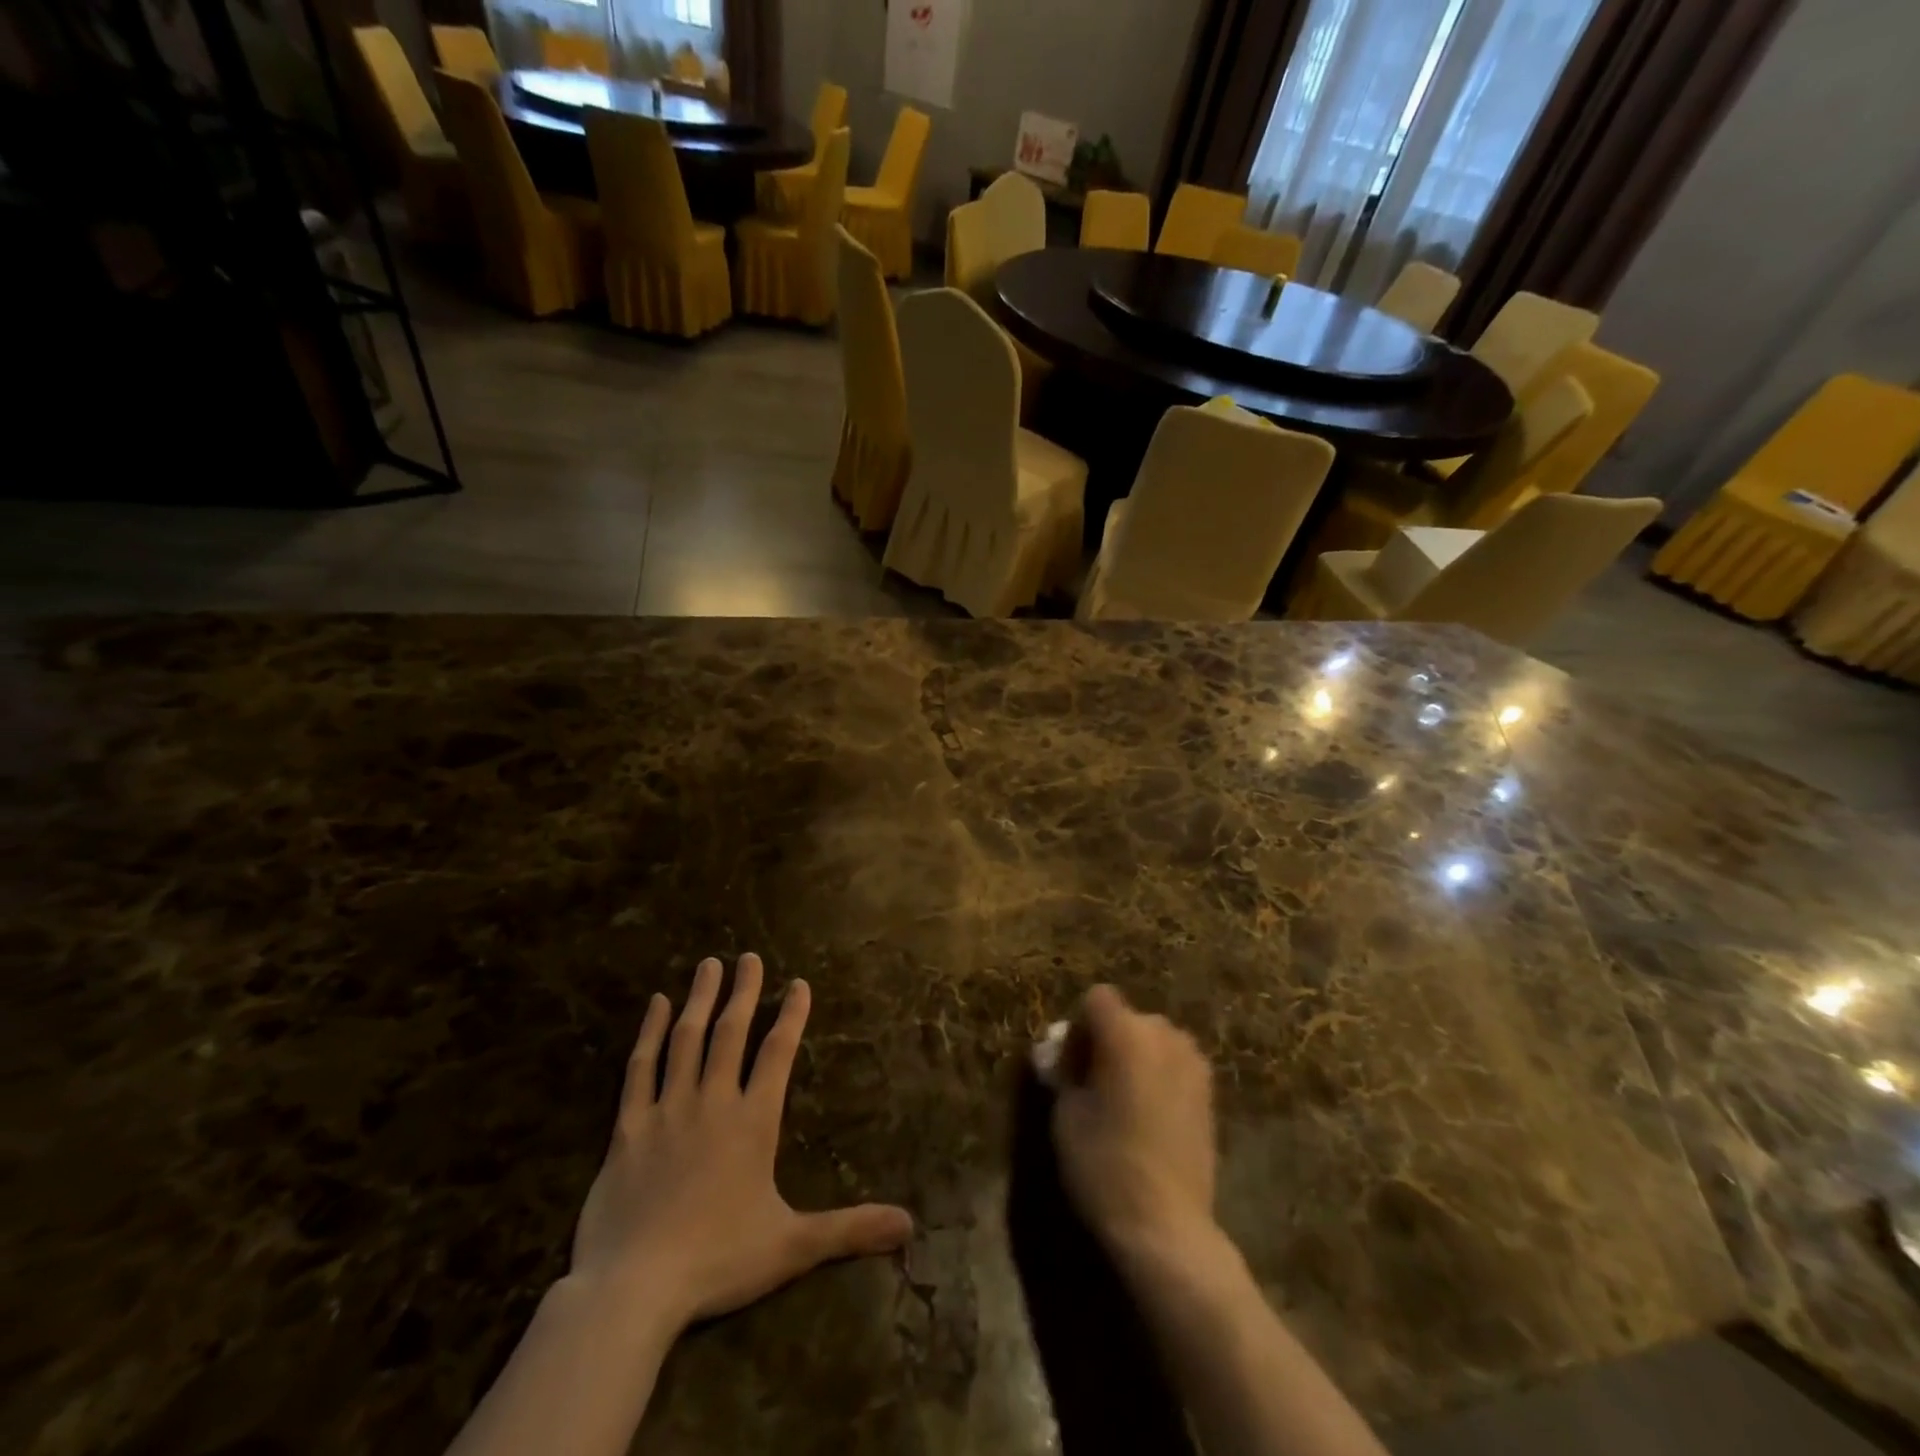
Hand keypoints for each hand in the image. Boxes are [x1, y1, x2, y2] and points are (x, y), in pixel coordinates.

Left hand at [570, 954, 913, 1330]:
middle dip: (743, 991)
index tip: (798, 983)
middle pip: (731, 1033)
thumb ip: (850, 1228)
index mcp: (753, 1122)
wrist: (633, 1288)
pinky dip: (650, 1033)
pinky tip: (658, 1005)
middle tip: (748, 956)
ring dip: (700, 999)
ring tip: (709, 964)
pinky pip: (640, 1068)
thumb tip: (909, 1225)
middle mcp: (713, 1102)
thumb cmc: (718, 1261)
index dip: (791, 1015)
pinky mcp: (628, 1127)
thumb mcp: (792, 1246)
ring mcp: (667, 1110)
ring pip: (687, 1040)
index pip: (778, 1053)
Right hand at [1052, 985, 1216, 1252]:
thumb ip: (1063, 1072)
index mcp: (1126, 1032)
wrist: (1166, 1225)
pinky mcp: (1210, 1093)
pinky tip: (1148, 1117)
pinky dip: (1158, 1076)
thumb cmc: (1104, 1164)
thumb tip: (1057, 1055)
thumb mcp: (1066, 1114)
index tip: (1070, 1065)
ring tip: (1122, 1101)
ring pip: (1154, 1041)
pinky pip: (1175, 1066)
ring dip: (1135, 1056)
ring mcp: (1193, 1063)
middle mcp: (1165, 1036)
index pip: (1097, 999)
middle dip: (1107, 1040)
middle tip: (1092, 1083)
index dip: (1079, 1027)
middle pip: (1127, 1018)